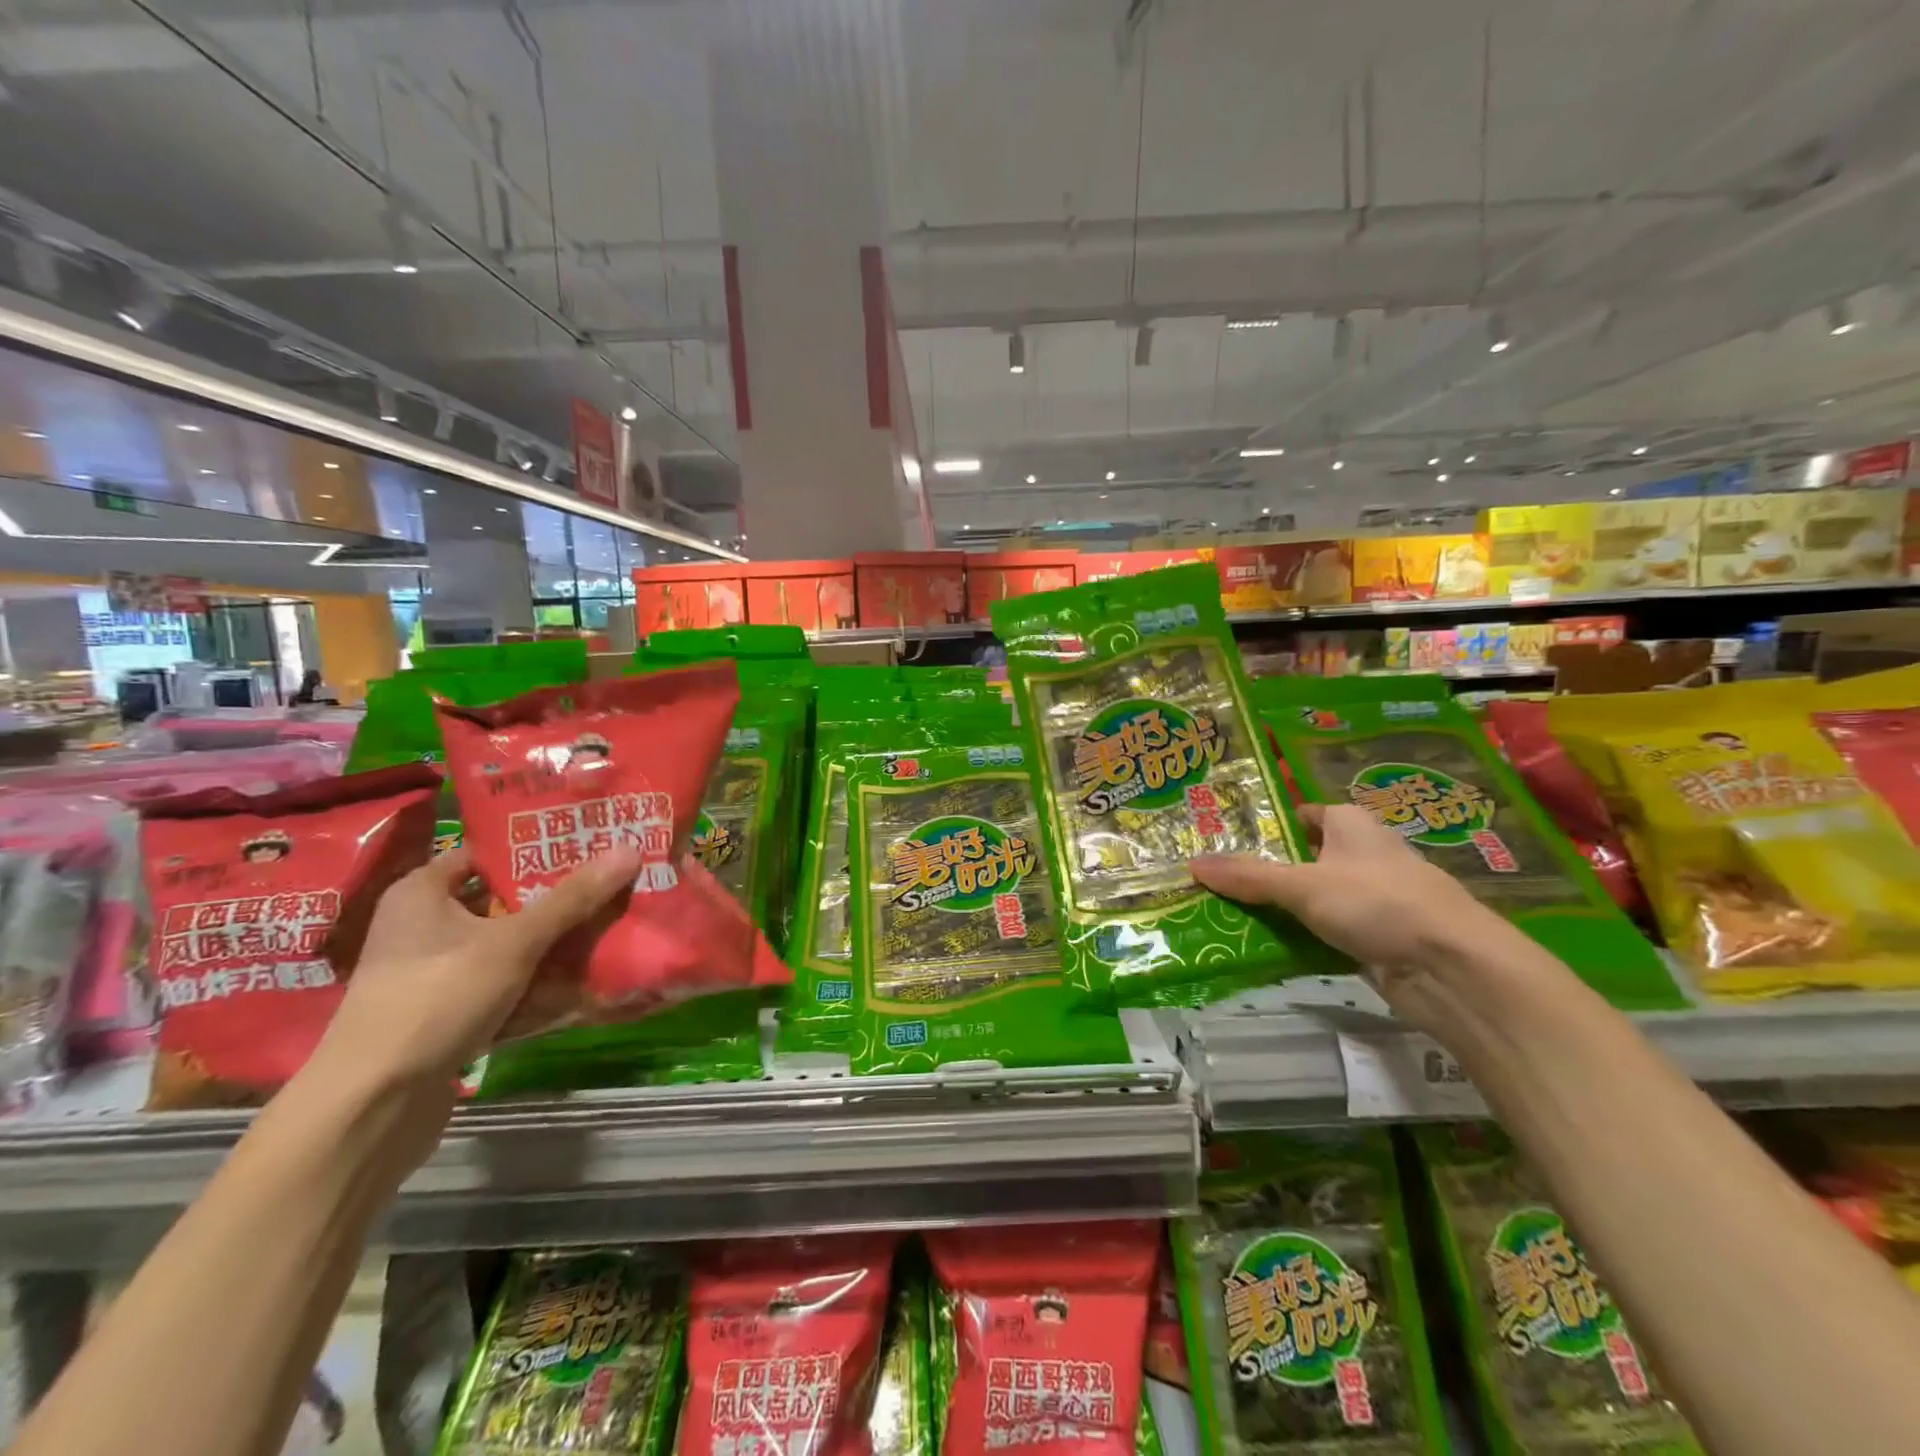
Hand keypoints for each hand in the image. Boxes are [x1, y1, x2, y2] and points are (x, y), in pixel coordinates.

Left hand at [307, 844, 642, 1096]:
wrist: (372, 1108)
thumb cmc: (435, 1000)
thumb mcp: (512, 943)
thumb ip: (572, 899)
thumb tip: (630, 850)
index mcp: (422, 893)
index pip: (489, 852)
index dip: (539, 846)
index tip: (592, 841)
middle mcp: (424, 926)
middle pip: (505, 899)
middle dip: (559, 897)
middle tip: (615, 881)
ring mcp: (436, 973)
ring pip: (509, 944)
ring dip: (555, 942)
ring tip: (612, 924)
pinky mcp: (448, 1013)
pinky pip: (506, 984)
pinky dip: (539, 982)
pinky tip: (584, 978)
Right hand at [1191, 803, 1514, 1024]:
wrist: (1453, 969)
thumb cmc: (1378, 903)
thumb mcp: (1303, 885)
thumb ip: (1248, 876)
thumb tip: (1192, 863)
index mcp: (1352, 825)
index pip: (1304, 814)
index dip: (1270, 824)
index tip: (1228, 839)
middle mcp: (1365, 856)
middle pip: (1306, 858)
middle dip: (1266, 870)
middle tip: (1217, 880)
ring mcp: (1375, 900)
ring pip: (1317, 898)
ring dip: (1283, 908)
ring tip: (1229, 913)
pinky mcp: (1379, 939)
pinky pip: (1329, 932)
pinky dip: (1304, 938)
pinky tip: (1269, 947)